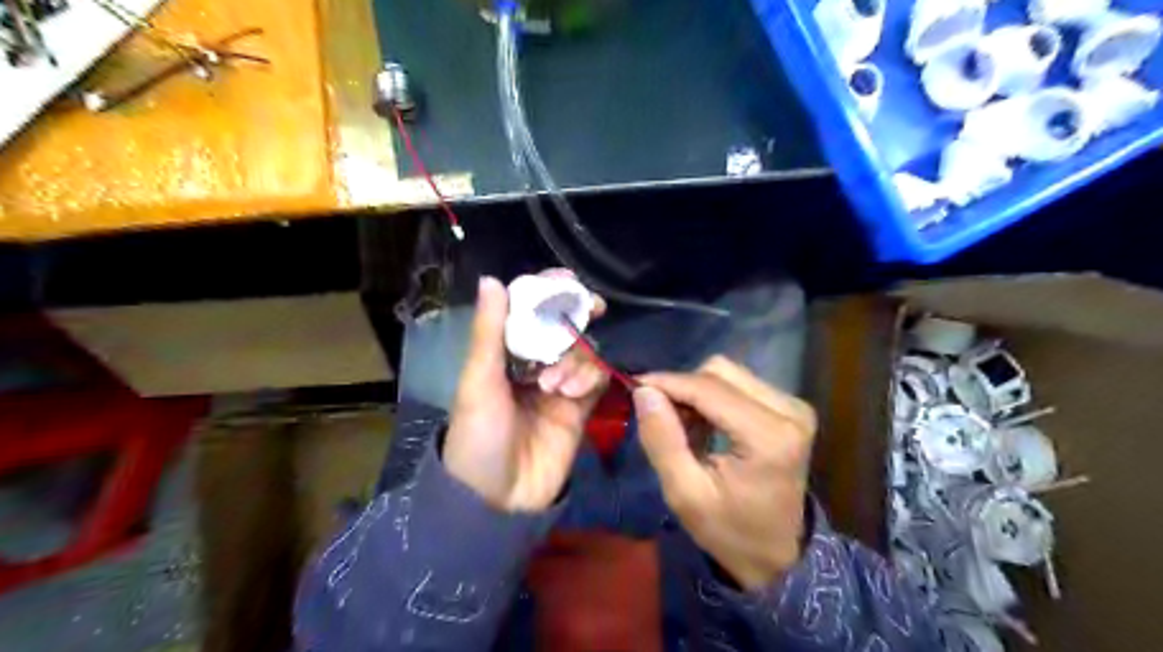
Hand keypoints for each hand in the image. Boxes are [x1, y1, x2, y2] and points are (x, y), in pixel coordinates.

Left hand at [443, 273, 609, 512]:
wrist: (497, 499)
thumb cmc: (477, 437)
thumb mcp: (478, 382)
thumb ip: (489, 332)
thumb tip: (491, 279)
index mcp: (505, 353)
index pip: (530, 311)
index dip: (548, 292)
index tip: (567, 281)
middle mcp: (534, 363)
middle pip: (564, 326)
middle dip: (577, 315)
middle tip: (592, 307)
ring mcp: (560, 385)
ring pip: (584, 350)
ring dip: (576, 357)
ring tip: (555, 384)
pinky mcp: (581, 407)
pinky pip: (596, 379)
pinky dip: (590, 377)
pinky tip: (572, 393)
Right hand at [634, 356, 809, 590]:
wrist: (777, 555)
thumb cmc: (729, 531)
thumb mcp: (685, 494)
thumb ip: (662, 440)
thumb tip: (644, 391)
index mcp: (769, 437)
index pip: (709, 388)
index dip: (667, 382)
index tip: (633, 386)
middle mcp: (789, 411)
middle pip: (720, 371)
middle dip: (683, 388)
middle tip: (661, 417)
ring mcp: (794, 407)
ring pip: (729, 373)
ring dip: (697, 391)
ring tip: (683, 426)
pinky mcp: (791, 407)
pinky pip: (740, 383)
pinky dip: (713, 397)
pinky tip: (704, 425)